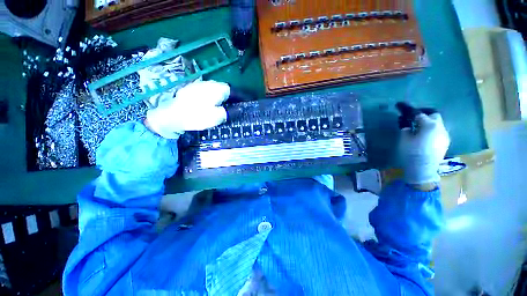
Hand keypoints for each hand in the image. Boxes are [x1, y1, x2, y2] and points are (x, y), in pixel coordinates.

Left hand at [145, 80, 229, 138]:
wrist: (171, 116)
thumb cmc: (197, 116)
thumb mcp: (217, 117)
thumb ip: (228, 112)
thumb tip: (235, 110)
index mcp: (216, 89)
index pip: (231, 89)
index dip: (236, 96)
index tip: (238, 104)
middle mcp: (207, 84)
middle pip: (222, 89)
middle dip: (227, 97)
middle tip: (229, 108)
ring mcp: (197, 86)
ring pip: (213, 90)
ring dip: (217, 97)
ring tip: (218, 108)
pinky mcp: (190, 90)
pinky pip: (204, 93)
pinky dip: (208, 98)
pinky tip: (206, 106)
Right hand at [398, 112, 449, 184]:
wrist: (423, 169)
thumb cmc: (411, 152)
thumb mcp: (404, 138)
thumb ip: (405, 127)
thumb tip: (405, 122)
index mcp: (429, 125)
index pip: (417, 113)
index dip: (407, 109)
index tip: (399, 105)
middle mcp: (440, 127)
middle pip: (433, 114)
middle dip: (423, 113)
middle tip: (412, 116)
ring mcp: (445, 135)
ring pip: (437, 122)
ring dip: (427, 122)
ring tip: (417, 127)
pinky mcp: (445, 142)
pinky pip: (438, 131)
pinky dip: (431, 129)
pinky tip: (424, 135)